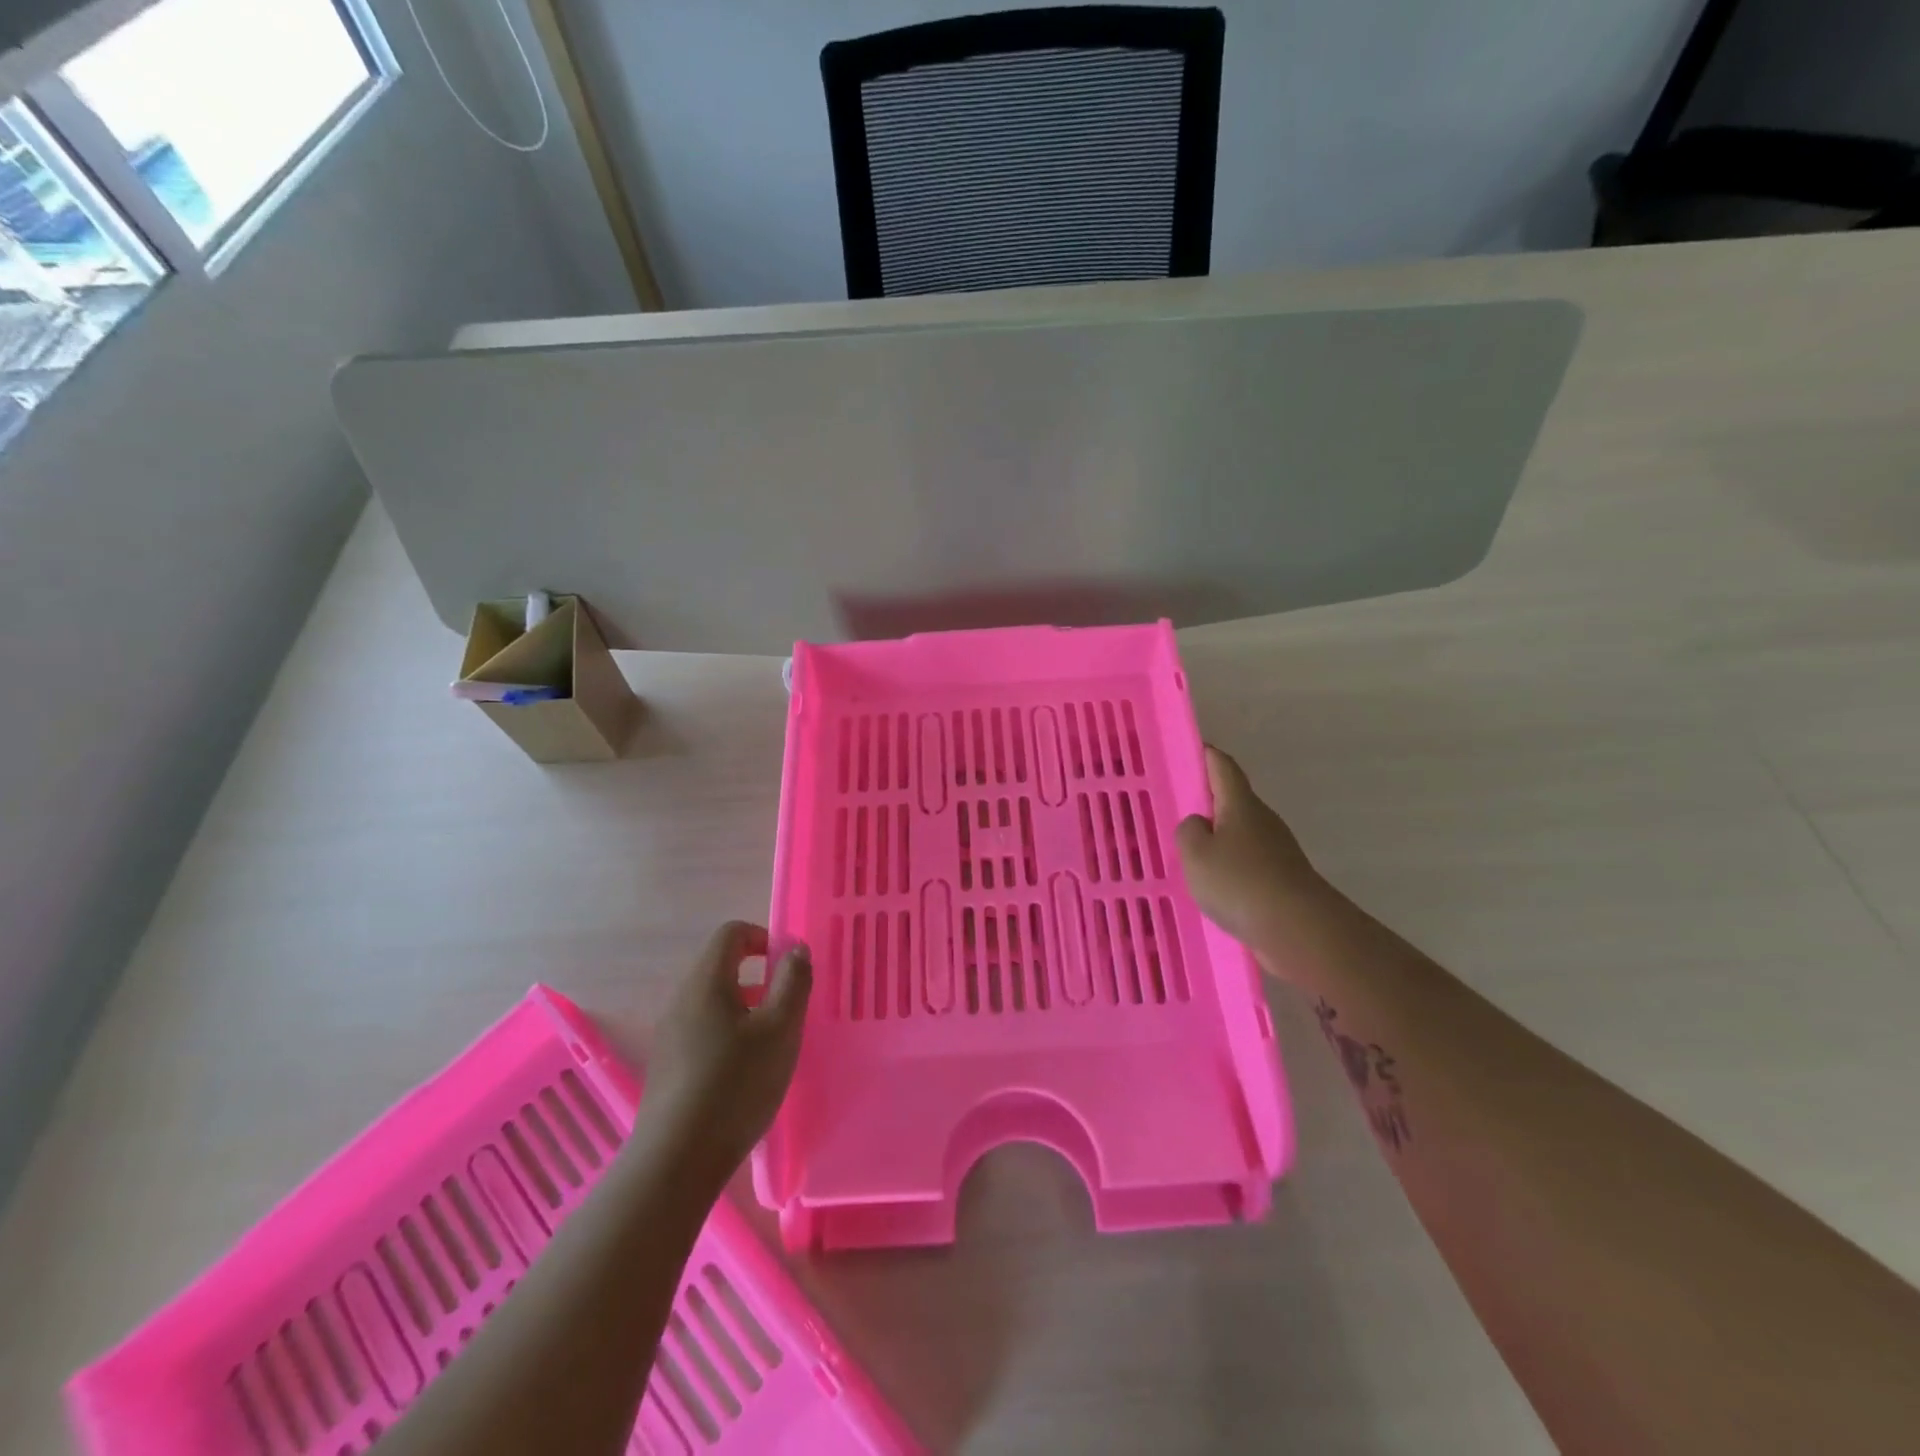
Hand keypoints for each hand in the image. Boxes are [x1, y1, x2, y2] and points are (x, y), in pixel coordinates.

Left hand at [639, 922, 811, 1184]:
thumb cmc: (736, 1085)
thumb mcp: (780, 1029)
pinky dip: (728, 1033)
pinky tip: (745, 1072)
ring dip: (745, 1007)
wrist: (676, 1161)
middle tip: (787, 1007)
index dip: (763, 937)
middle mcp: (681, 999)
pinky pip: (702, 1028)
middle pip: (720, 965)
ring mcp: (670, 1033)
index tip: (788, 968)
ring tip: (771, 1042)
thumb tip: (795, 949)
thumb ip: (793, 982)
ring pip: (712, 1000)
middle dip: (758, 976)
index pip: (731, 933)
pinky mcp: (667, 1064)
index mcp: (706, 981)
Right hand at [1176, 747, 1327, 975]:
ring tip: (1191, 855)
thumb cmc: (1240, 882)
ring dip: (1219, 839)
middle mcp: (1262, 819)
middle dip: (1208, 802)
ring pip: (1240, 834)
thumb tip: (1199, 825)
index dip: (1206, 755)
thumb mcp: (1195, 853)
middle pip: (1233, 800)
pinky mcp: (1282, 878)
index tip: (1190, 751)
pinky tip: (1215, 886)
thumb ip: (1188, 832)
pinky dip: (1231, 866)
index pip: (1222, 767)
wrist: (1299, 929)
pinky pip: (1249, 862)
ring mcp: (1277, 849)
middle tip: (1178, 811)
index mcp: (1240, 804)